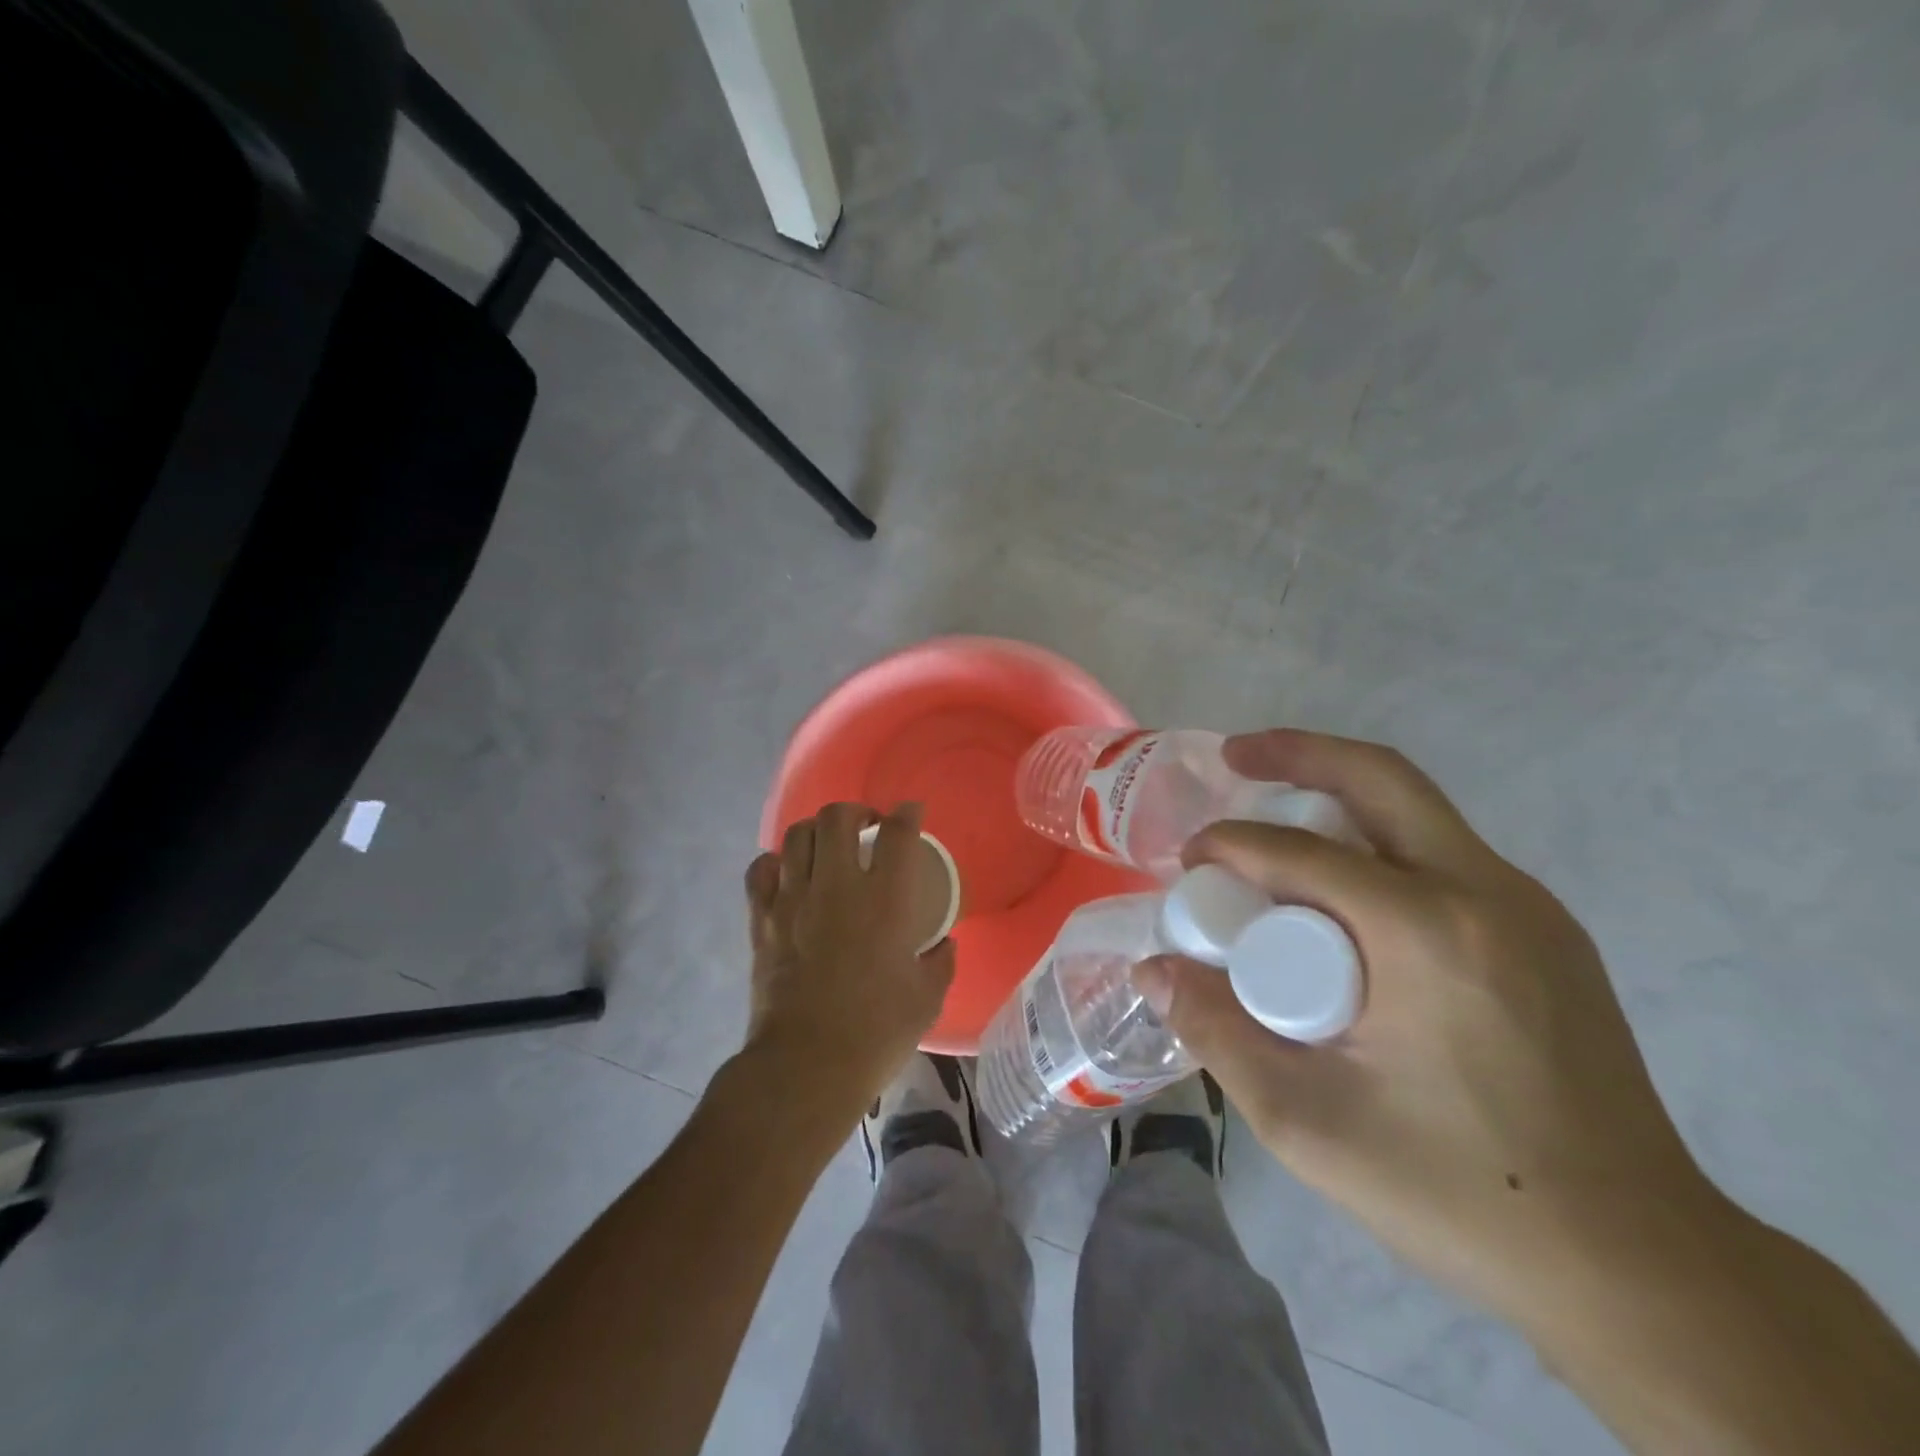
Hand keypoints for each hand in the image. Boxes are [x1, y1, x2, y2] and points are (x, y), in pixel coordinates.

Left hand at [742, 803, 955, 1117]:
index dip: (907, 814)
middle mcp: (837, 888)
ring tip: (828, 846)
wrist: (807, 1066)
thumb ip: (939, 962)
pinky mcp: (762, 921)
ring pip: (797, 835)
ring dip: (817, 831)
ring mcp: (793, 900)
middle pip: (838, 818)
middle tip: (867, 827)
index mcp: (884, 901)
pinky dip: (775, 863)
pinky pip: (760, 871)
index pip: (897, 834)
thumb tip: (942, 944)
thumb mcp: (927, 998)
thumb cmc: (876, 1032)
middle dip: (856, 811)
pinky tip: (788, 874)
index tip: (912, 812)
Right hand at [1134, 730, 1724, 1330]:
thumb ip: (1216, 1033)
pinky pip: (1443, 853)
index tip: (1188, 863)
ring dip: (1339, 795)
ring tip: (1277, 817)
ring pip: (1417, 811)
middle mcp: (1487, 893)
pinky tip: (1343, 892)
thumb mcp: (1306, 1122)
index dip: (1230, 845)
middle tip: (1236, 755)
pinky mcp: (1546, 933)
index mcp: (1428, 932)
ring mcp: (1528, 908)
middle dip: (1298, 752)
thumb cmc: (1458, 1190)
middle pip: (1381, 778)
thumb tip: (1154, 969)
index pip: (1301, 853)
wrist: (1637, 1265)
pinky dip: (1378, 842)